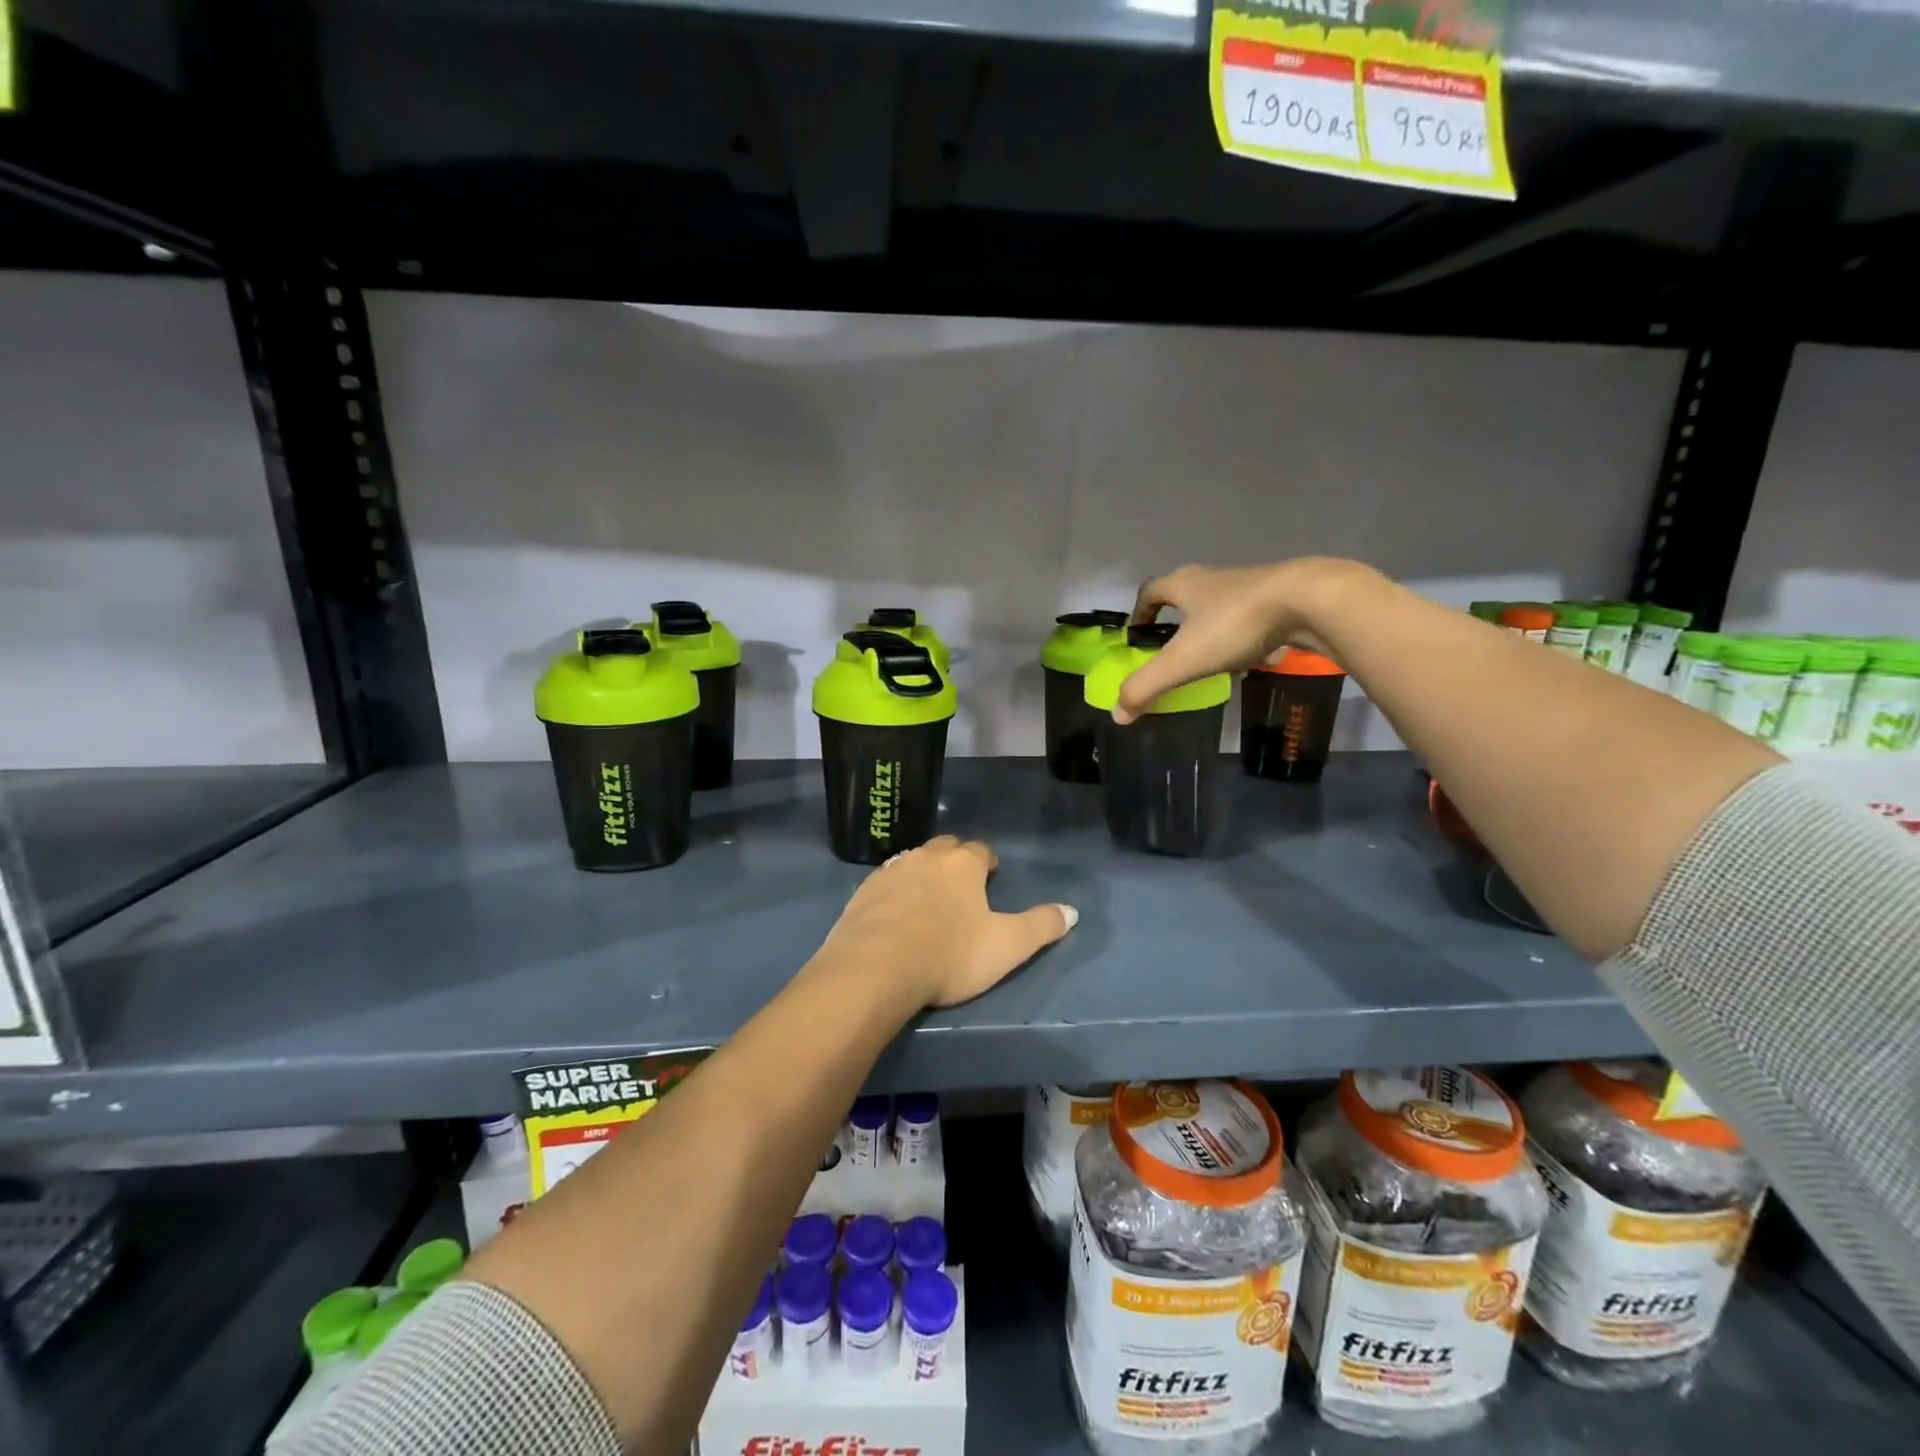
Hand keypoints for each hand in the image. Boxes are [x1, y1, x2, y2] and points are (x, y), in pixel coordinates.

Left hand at [814, 836, 1076, 1008]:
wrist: (874, 968)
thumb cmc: (949, 954)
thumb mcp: (1007, 946)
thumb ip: (1041, 926)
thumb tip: (1072, 911)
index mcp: (962, 864)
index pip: (980, 850)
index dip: (987, 863)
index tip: (990, 878)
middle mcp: (925, 857)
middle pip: (944, 848)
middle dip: (954, 861)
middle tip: (961, 887)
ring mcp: (890, 872)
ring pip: (912, 862)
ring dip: (922, 875)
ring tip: (928, 901)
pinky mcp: (861, 892)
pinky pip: (884, 884)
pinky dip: (894, 893)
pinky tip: (894, 915)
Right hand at [1114, 558, 1363, 723]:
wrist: (1310, 601)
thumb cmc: (1235, 624)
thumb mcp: (1184, 660)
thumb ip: (1147, 686)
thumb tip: (1118, 714)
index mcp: (1185, 584)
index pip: (1150, 591)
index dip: (1139, 612)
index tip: (1136, 634)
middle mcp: (1214, 578)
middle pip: (1185, 596)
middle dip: (1176, 622)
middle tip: (1172, 650)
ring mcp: (1250, 586)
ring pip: (1221, 608)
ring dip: (1212, 630)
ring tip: (1212, 661)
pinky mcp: (1281, 598)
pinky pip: (1254, 619)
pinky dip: (1247, 638)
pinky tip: (1256, 659)